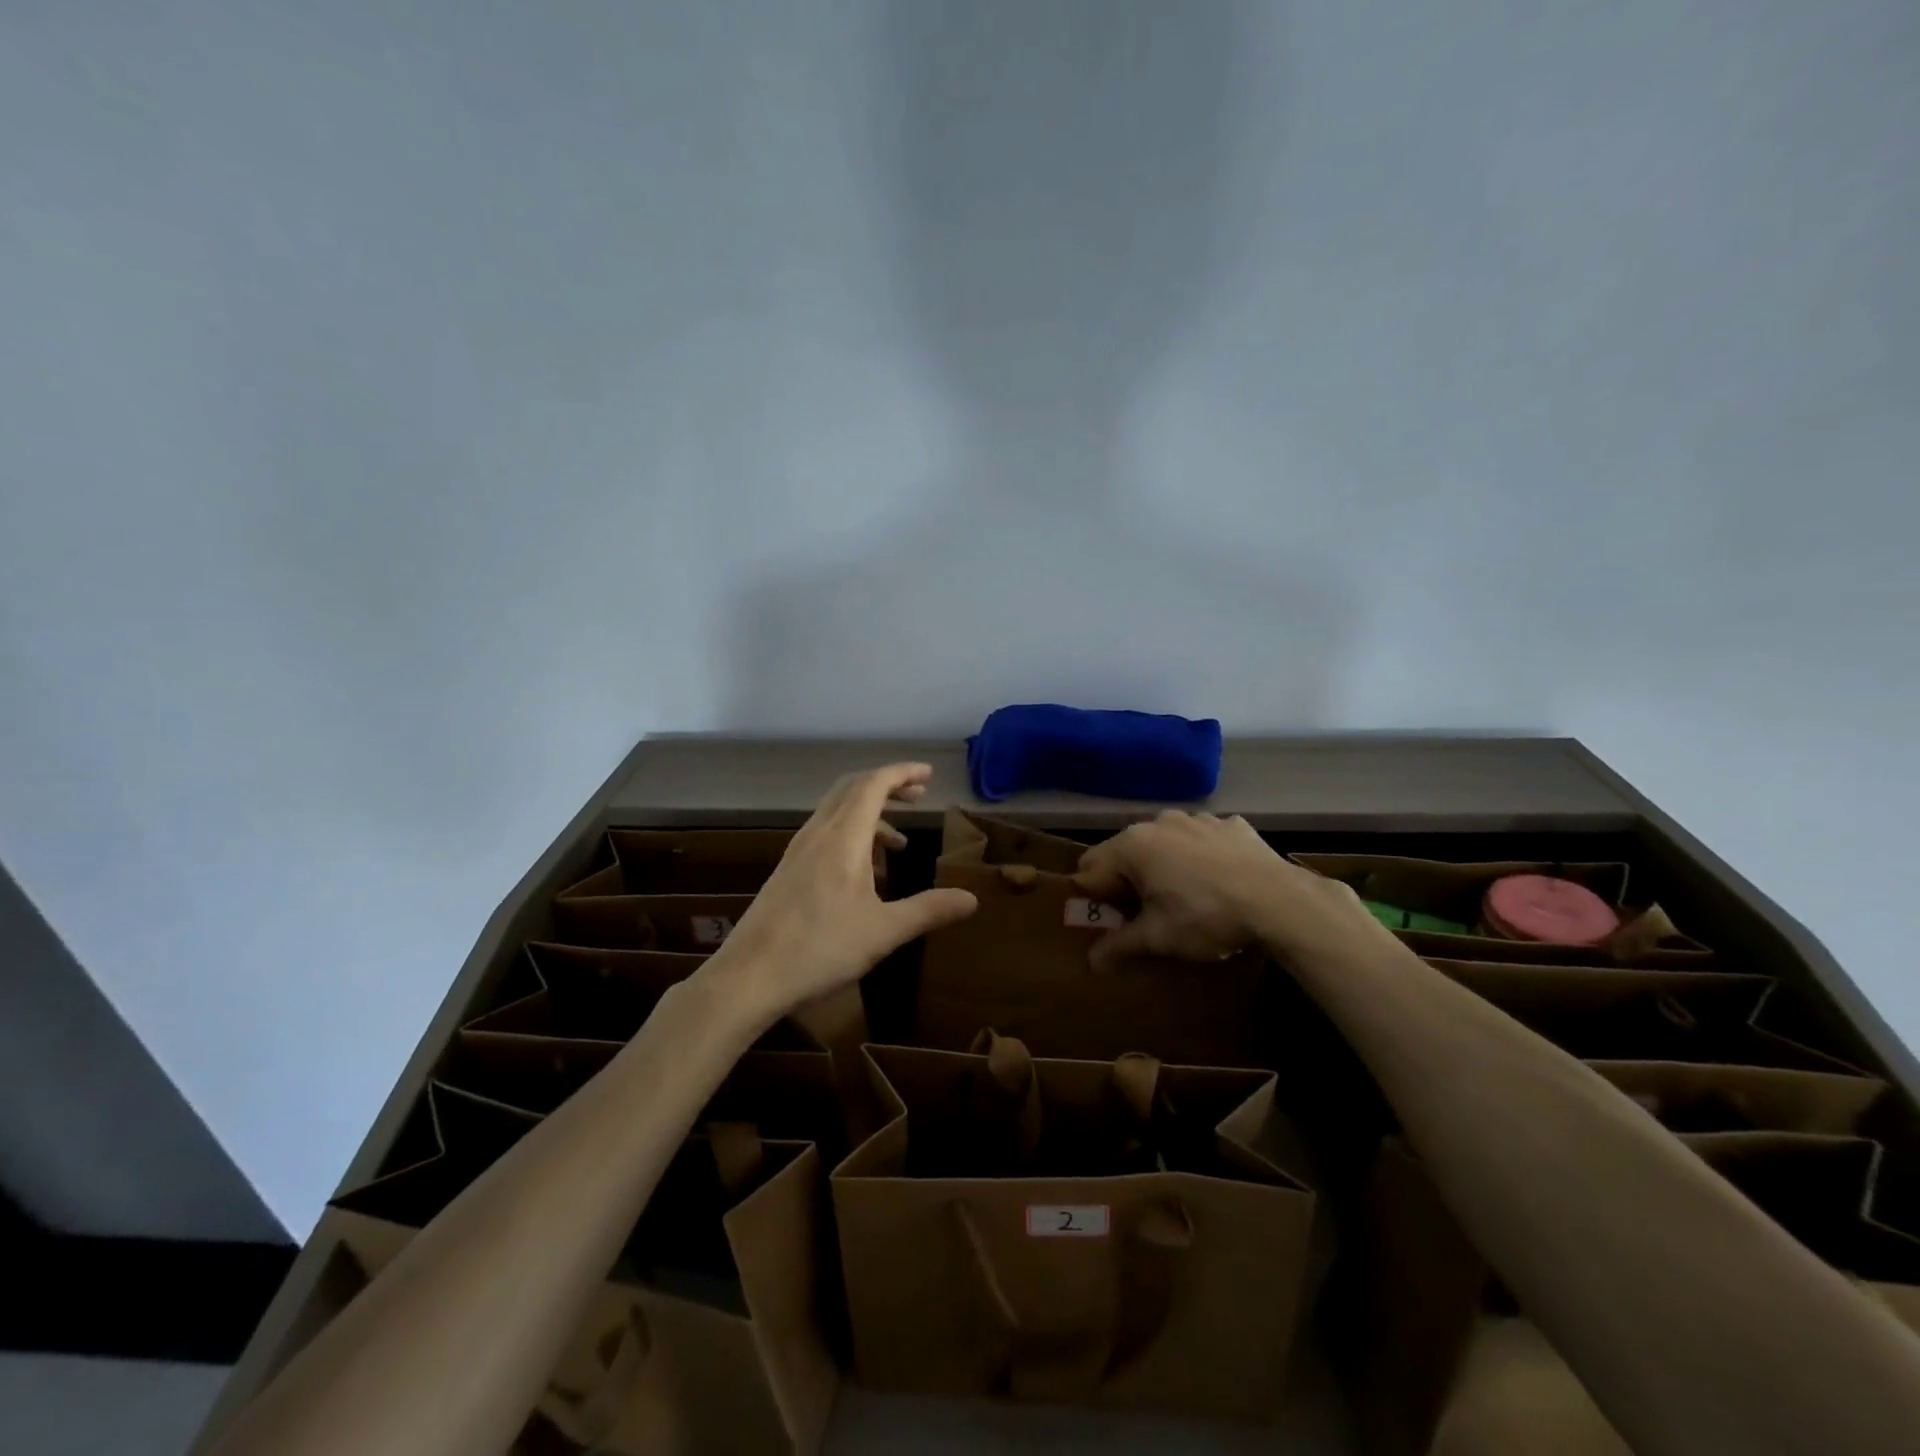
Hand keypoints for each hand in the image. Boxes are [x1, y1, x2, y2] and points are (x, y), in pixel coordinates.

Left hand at [702, 763, 977, 1027]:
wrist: (750, 976)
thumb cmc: (821, 949)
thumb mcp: (884, 931)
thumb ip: (929, 910)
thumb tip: (972, 899)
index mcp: (843, 837)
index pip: (874, 784)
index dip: (902, 772)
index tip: (928, 774)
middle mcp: (818, 833)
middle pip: (853, 788)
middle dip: (888, 785)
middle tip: (918, 796)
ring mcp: (798, 850)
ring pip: (837, 810)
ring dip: (870, 811)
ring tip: (899, 841)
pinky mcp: (788, 869)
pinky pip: (825, 831)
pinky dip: (851, 832)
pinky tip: (863, 869)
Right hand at [1074, 810, 1380, 971]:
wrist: (1281, 901)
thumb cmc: (1206, 916)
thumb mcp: (1159, 938)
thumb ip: (1120, 946)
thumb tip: (1093, 962)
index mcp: (1133, 845)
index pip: (1090, 868)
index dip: (1095, 896)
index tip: (1112, 919)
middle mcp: (1159, 822)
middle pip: (1127, 852)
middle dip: (1130, 880)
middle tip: (1149, 912)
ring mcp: (1197, 819)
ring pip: (1166, 842)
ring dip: (1166, 865)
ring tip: (1188, 896)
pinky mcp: (1230, 824)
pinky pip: (1203, 839)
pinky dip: (1202, 856)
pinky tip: (1220, 880)